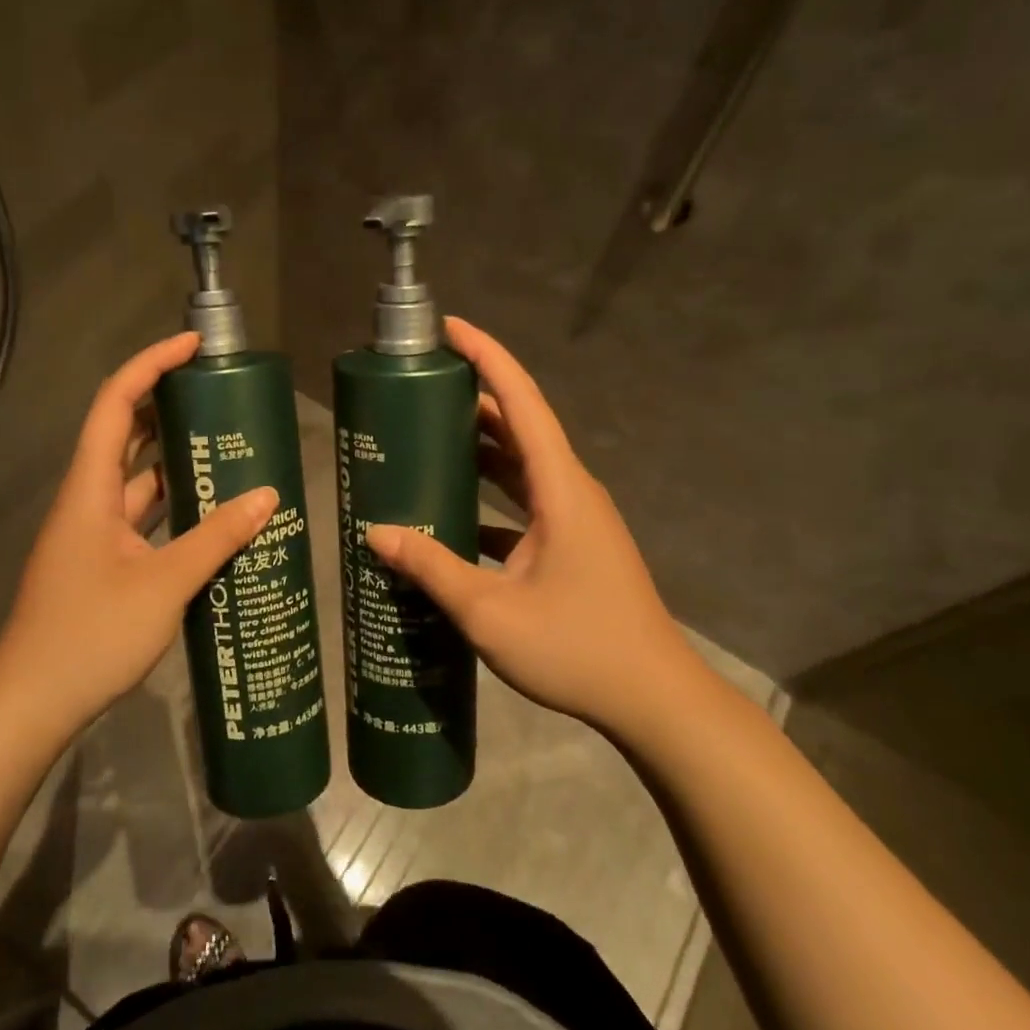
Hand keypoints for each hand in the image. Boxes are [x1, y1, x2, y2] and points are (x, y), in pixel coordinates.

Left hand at [0, 332, 278, 737]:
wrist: (32, 704)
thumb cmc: (90, 634)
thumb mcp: (164, 584)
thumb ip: (216, 538)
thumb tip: (268, 496)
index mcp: (89, 489)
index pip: (115, 403)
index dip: (151, 365)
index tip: (194, 347)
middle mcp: (88, 501)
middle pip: (125, 434)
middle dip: (168, 406)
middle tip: (221, 396)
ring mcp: (95, 534)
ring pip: (137, 479)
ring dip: (176, 459)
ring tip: (228, 445)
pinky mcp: (104, 562)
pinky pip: (143, 517)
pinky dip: (175, 506)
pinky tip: (213, 512)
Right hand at [366, 317, 712, 740]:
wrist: (654, 701)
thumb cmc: (579, 648)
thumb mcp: (491, 613)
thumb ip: (432, 568)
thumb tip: (375, 534)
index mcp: (560, 487)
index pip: (522, 401)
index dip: (486, 356)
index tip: (448, 328)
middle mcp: (570, 490)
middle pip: (518, 425)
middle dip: (471, 397)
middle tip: (416, 388)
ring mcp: (574, 518)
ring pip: (520, 465)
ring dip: (479, 447)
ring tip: (424, 437)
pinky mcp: (572, 545)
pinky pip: (523, 503)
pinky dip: (488, 496)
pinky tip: (450, 513)